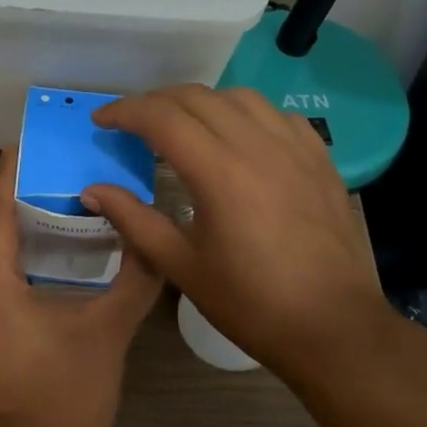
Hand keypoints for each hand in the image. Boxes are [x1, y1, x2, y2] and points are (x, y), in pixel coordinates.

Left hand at [0, 150, 162, 426]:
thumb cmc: (72, 396)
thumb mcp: (109, 331)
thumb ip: (135, 277)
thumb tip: (153, 236)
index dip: (5, 178)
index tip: (19, 147)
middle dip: (10, 209)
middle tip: (47, 184)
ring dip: (5, 246)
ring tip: (43, 225)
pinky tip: (30, 280)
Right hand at [82, 85, 390, 374]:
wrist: (334, 328)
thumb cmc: (251, 303)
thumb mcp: (181, 265)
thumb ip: (134, 219)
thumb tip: (92, 191)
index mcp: (218, 172)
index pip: (161, 118)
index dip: (125, 112)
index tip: (101, 121)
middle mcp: (257, 146)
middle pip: (196, 97)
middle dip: (155, 102)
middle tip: (131, 123)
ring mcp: (294, 148)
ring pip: (238, 98)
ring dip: (200, 102)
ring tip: (181, 124)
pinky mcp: (319, 159)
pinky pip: (276, 115)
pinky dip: (245, 113)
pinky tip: (237, 136)